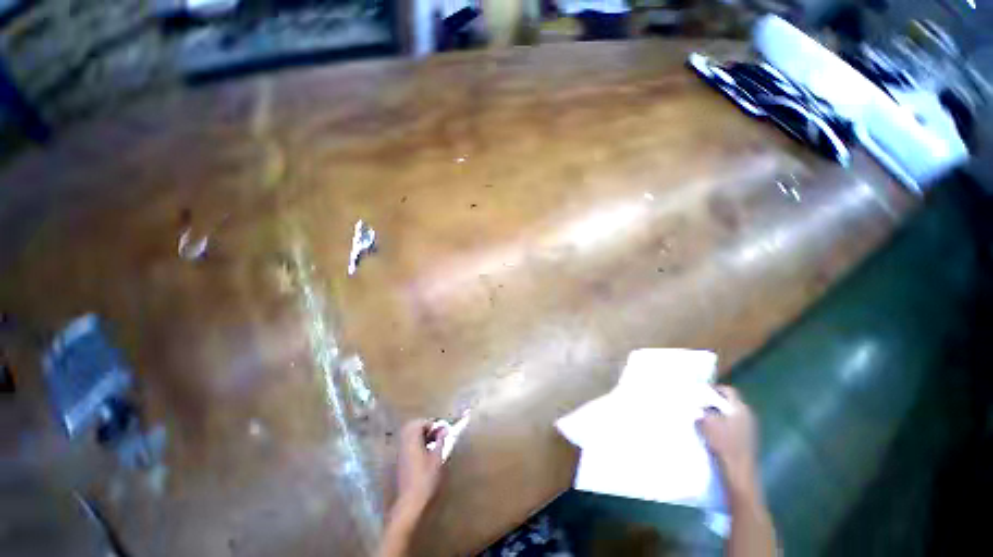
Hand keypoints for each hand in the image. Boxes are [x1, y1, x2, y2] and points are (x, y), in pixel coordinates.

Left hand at [394, 419, 446, 515]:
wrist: (410, 502)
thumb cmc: (426, 479)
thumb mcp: (437, 458)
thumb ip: (440, 441)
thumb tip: (444, 429)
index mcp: (412, 440)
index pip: (420, 423)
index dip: (432, 424)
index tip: (443, 431)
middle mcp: (404, 443)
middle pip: (413, 427)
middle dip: (426, 428)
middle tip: (438, 435)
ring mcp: (401, 453)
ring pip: (410, 436)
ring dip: (422, 436)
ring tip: (435, 444)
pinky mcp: (401, 462)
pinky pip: (409, 445)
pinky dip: (418, 444)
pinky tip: (427, 454)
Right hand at [697, 386, 759, 496]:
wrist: (738, 474)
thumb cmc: (723, 445)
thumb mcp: (706, 423)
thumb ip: (702, 410)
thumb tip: (697, 405)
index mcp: (740, 409)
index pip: (728, 391)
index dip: (713, 388)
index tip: (699, 391)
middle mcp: (747, 416)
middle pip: (729, 402)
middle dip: (713, 401)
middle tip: (697, 403)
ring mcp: (748, 430)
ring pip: (729, 415)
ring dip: (716, 414)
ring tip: (700, 417)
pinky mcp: (746, 441)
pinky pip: (731, 426)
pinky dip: (720, 425)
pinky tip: (709, 431)